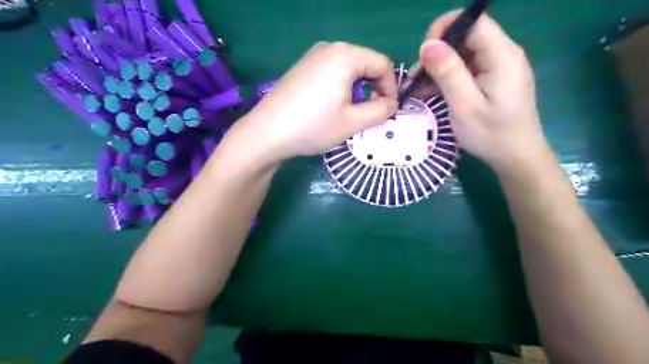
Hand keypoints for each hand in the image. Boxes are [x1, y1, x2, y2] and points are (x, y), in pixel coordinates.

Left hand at [228, 42, 400, 162]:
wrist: (267, 133)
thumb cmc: (313, 126)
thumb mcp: (353, 122)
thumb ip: (380, 111)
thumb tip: (391, 103)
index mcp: (345, 55)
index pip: (382, 64)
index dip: (391, 87)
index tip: (388, 110)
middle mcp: (329, 48)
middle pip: (366, 63)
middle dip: (374, 88)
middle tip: (370, 114)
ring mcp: (312, 56)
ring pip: (349, 69)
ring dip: (358, 89)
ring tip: (350, 113)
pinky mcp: (302, 67)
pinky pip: (332, 72)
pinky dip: (341, 87)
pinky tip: (331, 107)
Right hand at [419, 10, 548, 169]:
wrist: (516, 157)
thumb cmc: (491, 134)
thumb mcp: (464, 105)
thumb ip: (448, 72)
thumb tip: (428, 44)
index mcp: (501, 55)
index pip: (473, 21)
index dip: (445, 29)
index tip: (424, 53)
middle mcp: (502, 54)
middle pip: (465, 37)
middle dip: (437, 53)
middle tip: (416, 78)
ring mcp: (497, 68)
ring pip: (462, 55)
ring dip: (438, 68)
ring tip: (417, 89)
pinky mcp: (492, 80)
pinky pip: (466, 70)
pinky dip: (447, 78)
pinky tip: (430, 93)